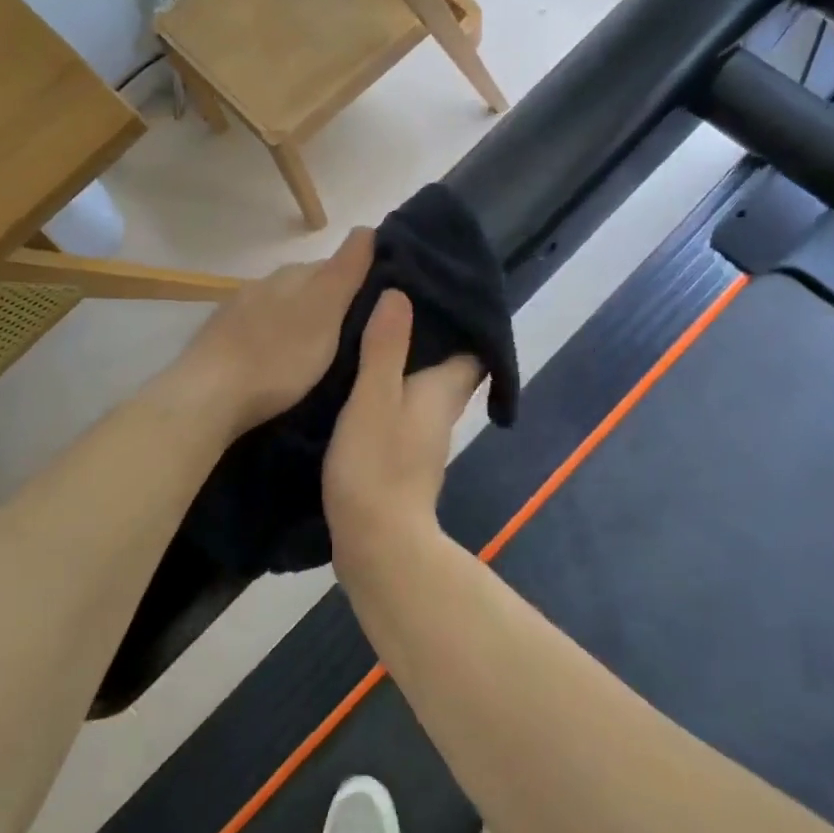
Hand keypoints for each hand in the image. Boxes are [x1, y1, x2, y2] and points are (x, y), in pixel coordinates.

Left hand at [169, 228, 373, 437]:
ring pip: (282, 309)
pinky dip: (276, 343)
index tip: (380, 309)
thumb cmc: (278, 355)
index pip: (335, 265)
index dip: (359, 282)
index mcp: (293, 274)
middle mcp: (264, 284)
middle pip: (308, 287)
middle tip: (356, 337)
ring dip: (302, 324)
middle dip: (331, 304)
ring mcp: (238, 312)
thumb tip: (366, 228)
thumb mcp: (325, 310)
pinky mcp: (221, 342)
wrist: (208, 396)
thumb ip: (346, 270)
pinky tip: (281, 365)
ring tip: (322, 355)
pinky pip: (260, 333)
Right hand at [324, 289, 482, 582]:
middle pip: (450, 364)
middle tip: (396, 300)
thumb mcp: (373, 398)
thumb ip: (385, 348)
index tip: (436, 288)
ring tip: (374, 327)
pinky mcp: (402, 454)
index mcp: (443, 390)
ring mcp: (423, 436)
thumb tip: (400, 293)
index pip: (472, 346)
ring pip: (424, 385)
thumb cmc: (377, 466)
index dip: (462, 319)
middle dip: (432, 335)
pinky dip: (390, 386)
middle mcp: (441, 409)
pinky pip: (403, 405)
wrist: (376, 544)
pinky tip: (360, 377)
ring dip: (408, 360)